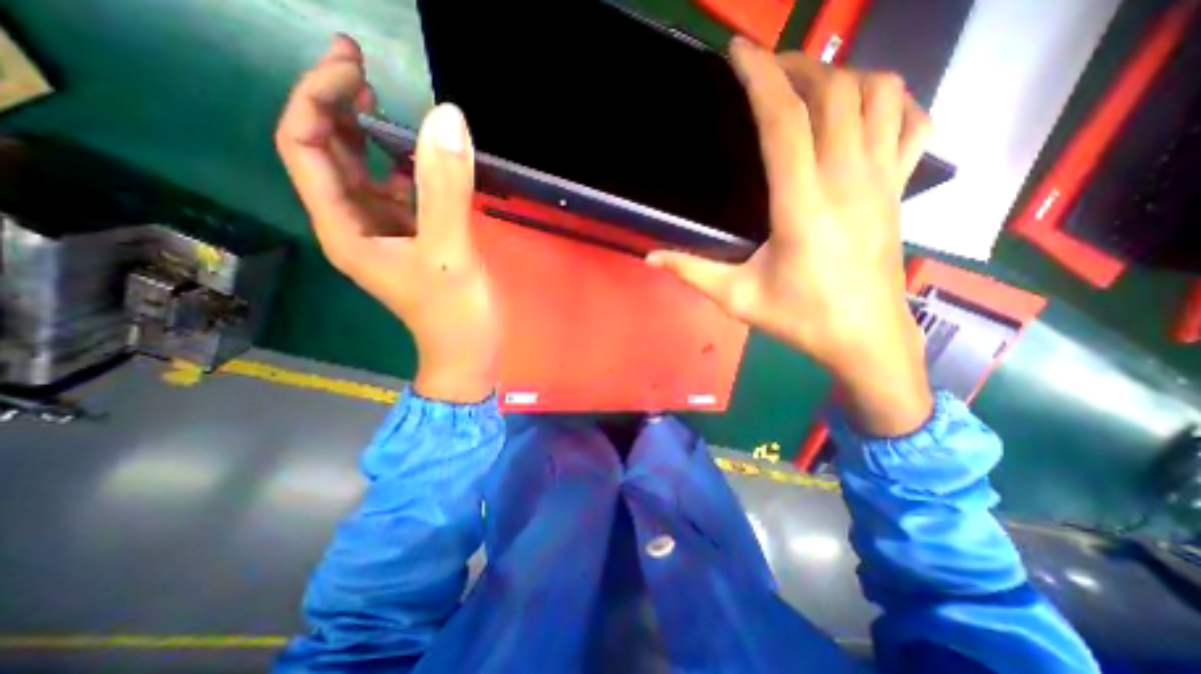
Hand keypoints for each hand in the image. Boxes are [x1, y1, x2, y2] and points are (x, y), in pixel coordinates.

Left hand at [276, 37, 496, 401]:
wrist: (469, 353)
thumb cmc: (455, 314)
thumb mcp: (449, 253)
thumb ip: (446, 189)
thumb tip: (447, 117)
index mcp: (346, 228)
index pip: (307, 147)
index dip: (319, 98)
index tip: (356, 68)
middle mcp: (356, 225)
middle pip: (328, 153)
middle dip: (337, 105)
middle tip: (365, 66)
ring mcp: (386, 233)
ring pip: (363, 171)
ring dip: (369, 133)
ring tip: (389, 99)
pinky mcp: (414, 239)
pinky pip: (398, 192)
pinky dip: (405, 166)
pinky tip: (422, 155)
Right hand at [653, 36, 930, 437]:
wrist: (865, 338)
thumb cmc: (801, 320)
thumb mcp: (737, 299)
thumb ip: (692, 273)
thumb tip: (651, 257)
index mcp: (802, 207)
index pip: (784, 122)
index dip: (759, 79)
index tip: (738, 53)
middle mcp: (848, 181)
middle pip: (832, 93)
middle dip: (796, 66)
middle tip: (764, 68)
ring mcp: (883, 181)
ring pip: (878, 95)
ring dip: (841, 75)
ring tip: (808, 83)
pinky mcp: (901, 190)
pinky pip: (912, 122)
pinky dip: (891, 99)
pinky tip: (865, 107)